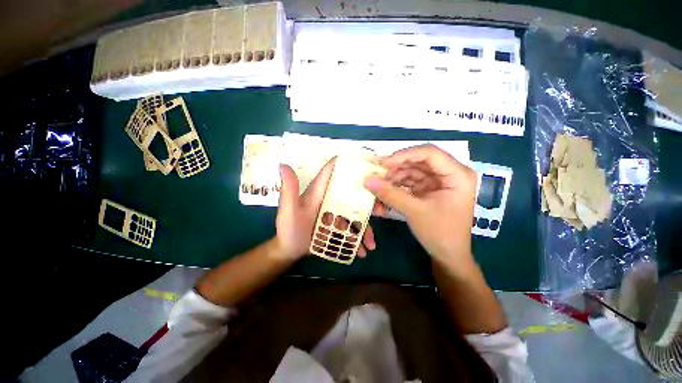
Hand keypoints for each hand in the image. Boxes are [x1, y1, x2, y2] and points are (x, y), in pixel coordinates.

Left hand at [276, 158, 375, 259]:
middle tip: (381, 211)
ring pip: (357, 212)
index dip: (349, 164)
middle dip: (369, 199)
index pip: (334, 170)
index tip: (369, 166)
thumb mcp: (288, 211)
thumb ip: (289, 190)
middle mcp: (331, 197)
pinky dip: (360, 238)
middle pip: (353, 192)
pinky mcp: (339, 224)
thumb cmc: (289, 229)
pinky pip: (353, 227)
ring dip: (367, 225)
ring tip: (371, 243)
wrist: (290, 249)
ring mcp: (337, 212)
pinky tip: (364, 250)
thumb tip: (283, 165)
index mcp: (320, 190)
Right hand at [364, 145, 476, 265]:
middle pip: (419, 161)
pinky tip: (386, 190)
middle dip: (397, 167)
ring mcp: (439, 181)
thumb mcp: (414, 211)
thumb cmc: (439, 233)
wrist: (448, 255)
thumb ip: (390, 194)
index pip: (430, 153)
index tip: (383, 163)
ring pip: (413, 170)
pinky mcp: (430, 189)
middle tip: (377, 173)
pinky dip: (398, 185)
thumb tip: (367, 179)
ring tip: (379, 184)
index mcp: (457, 175)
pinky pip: (411, 181)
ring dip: (395, 176)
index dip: (405, 155)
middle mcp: (450, 173)